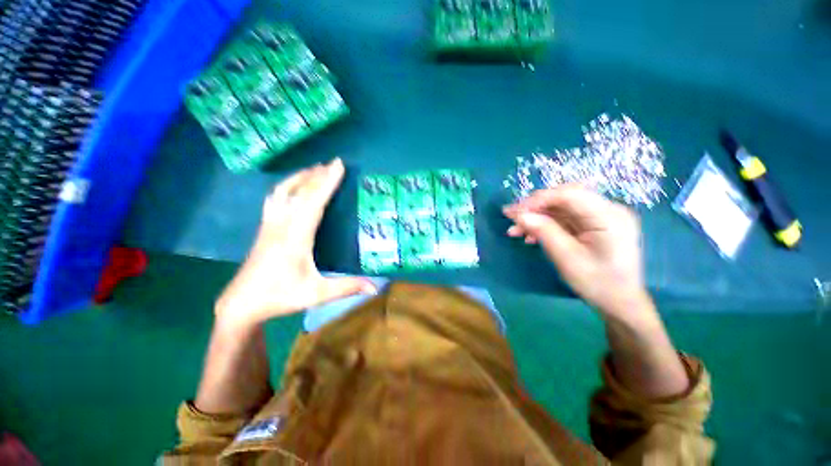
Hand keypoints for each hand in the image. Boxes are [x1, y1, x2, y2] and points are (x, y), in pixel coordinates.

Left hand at [215, 158, 376, 329]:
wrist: (241, 304)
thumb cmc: (280, 297)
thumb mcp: (316, 294)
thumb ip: (347, 288)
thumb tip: (375, 287)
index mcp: (295, 238)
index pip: (313, 203)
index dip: (327, 183)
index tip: (338, 166)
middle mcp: (281, 225)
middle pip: (299, 192)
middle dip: (318, 175)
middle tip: (334, 162)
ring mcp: (269, 225)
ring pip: (282, 191)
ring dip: (300, 177)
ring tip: (315, 168)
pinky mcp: (264, 228)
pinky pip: (275, 198)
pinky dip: (287, 186)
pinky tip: (293, 185)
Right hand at [503, 185, 650, 318]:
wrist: (619, 302)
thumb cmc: (597, 283)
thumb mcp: (567, 258)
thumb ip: (544, 232)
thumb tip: (519, 215)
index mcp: (609, 217)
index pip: (569, 194)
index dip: (538, 200)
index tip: (513, 212)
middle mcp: (608, 210)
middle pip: (564, 197)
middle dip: (534, 207)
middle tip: (511, 218)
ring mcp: (600, 216)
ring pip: (560, 208)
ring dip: (536, 217)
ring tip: (515, 231)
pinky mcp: (593, 224)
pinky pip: (564, 218)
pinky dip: (545, 224)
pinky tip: (530, 236)